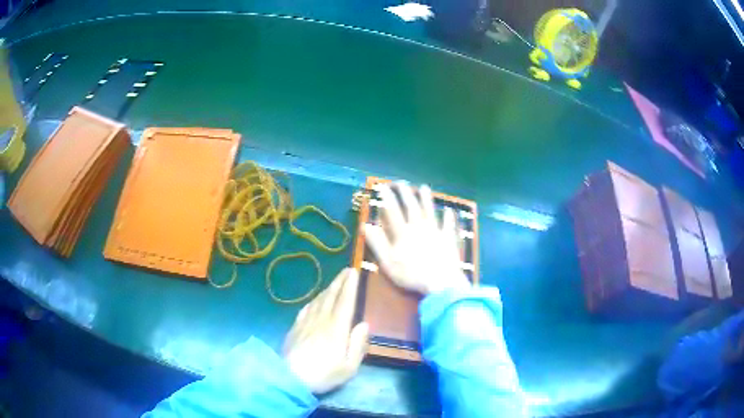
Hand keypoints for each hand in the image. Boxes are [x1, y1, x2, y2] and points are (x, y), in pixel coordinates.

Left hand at [283, 268, 368, 393]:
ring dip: (328, 288)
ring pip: (318, 300)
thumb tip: (364, 324)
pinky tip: (315, 300)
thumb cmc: (323, 374)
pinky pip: (306, 308)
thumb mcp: (349, 366)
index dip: (350, 286)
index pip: (345, 301)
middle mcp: (321, 320)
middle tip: (346, 269)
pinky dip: (314, 300)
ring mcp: (306, 322)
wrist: (289, 378)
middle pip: (331, 296)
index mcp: (336, 328)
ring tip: (335, 282)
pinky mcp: (295, 327)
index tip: (354, 271)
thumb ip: (358, 344)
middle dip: (340, 281)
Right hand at [363, 182, 469, 294]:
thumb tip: (366, 226)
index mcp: (403, 233)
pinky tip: (450, 210)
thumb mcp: (388, 263)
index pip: (393, 211)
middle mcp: (419, 228)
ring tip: (423, 187)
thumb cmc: (411, 275)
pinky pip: (448, 225)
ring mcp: (436, 232)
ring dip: (426, 199)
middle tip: (401, 182)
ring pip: (430, 211)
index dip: (387, 198)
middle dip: (405, 193)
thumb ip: (377, 244)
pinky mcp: (448, 239)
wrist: (441, 282)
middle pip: (412, 207)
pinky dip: (449, 217)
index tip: (383, 186)